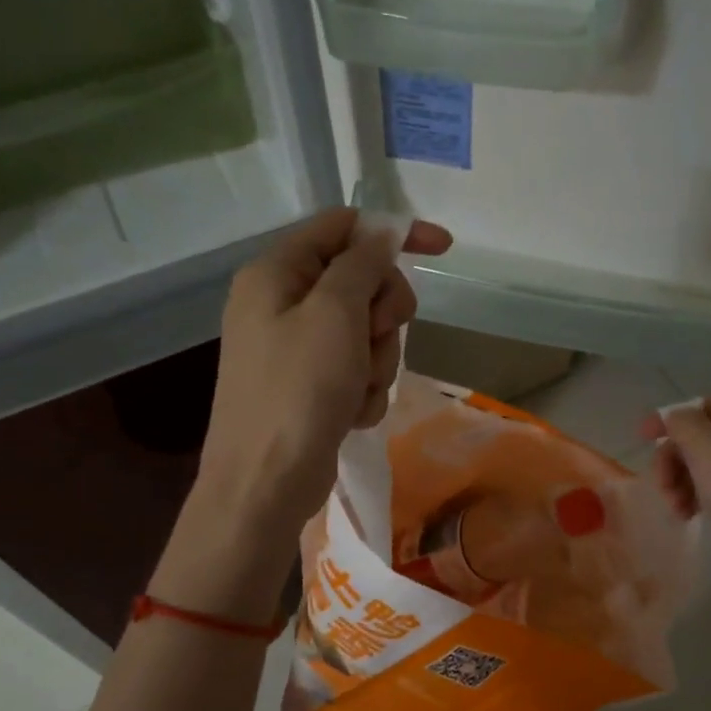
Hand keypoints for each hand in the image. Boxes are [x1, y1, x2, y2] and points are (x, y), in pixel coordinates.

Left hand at [196, 208, 451, 544]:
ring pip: (367, 331)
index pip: (344, 227)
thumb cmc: (298, 390)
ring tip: (356, 388)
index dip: (393, 233)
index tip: (444, 250)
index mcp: (277, 272)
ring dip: (376, 360)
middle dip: (383, 313)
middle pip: (362, 281)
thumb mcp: (335, 314)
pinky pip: (358, 369)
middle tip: (376, 336)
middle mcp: (283, 303)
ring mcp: (297, 348)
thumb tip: (382, 231)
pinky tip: (350, 412)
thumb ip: (362, 264)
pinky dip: (364, 389)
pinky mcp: (312, 386)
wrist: (266, 483)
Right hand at [642, 396, 710, 636]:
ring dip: (682, 480)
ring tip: (676, 509)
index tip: (641, 440)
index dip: (670, 418)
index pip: (704, 403)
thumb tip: (672, 417)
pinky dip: (698, 495)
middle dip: (675, 457)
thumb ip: (685, 425)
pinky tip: (690, 515)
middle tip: (661, 486)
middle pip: (703, 433)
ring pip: (707, 461)